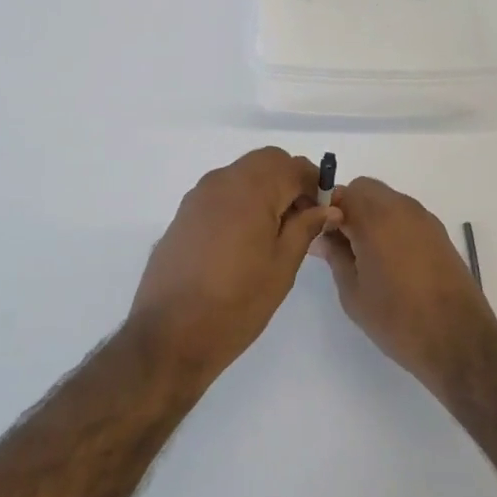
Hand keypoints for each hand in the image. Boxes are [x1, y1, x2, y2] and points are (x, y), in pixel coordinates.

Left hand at [129, 148, 339, 386]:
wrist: (169, 334)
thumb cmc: (236, 303)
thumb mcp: (282, 268)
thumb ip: (305, 229)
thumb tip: (327, 208)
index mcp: (250, 189)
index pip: (292, 166)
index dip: (315, 183)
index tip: (326, 210)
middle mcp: (222, 181)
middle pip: (266, 162)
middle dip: (290, 181)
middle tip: (304, 219)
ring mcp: (198, 196)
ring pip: (242, 174)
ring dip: (265, 190)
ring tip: (276, 233)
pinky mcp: (184, 214)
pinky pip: (222, 193)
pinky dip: (241, 201)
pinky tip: (245, 239)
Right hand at [314, 177, 496, 395]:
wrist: (459, 341)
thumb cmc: (397, 319)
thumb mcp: (353, 293)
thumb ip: (335, 257)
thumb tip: (322, 237)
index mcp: (376, 218)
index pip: (341, 193)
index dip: (325, 209)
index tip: (319, 234)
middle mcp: (402, 208)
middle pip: (365, 190)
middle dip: (348, 208)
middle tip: (341, 244)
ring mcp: (424, 219)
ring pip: (387, 201)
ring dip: (370, 216)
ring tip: (365, 256)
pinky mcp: (439, 234)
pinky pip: (405, 216)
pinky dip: (391, 226)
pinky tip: (390, 261)